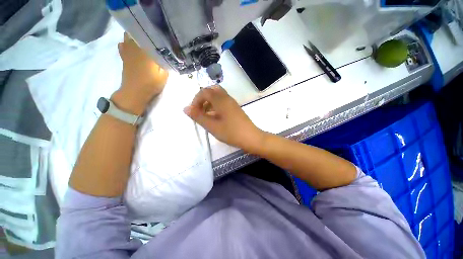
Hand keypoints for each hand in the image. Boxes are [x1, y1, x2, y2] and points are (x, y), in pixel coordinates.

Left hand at [113, 33, 168, 114]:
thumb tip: (168, 54)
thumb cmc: (151, 84)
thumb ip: (166, 63)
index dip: (159, 36)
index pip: (152, 37)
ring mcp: (127, 51)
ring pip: (129, 36)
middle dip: (147, 33)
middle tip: (155, 39)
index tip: (165, 37)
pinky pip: (123, 44)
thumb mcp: (164, 75)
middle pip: (139, 33)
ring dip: (137, 37)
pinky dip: (128, 43)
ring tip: (145, 41)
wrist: (135, 91)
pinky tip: (133, 47)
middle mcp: (136, 47)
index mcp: (147, 51)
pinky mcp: (124, 56)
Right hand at [184, 86, 264, 152]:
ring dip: (209, 102)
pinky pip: (223, 102)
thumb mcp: (212, 126)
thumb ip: (198, 117)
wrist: (251, 137)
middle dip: (203, 99)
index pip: (204, 92)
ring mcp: (232, 103)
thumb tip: (185, 108)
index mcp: (221, 100)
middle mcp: (227, 98)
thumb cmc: (231, 132)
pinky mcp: (235, 108)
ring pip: (218, 96)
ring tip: (206, 115)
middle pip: (212, 91)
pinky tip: (215, 117)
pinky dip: (216, 105)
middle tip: (199, 110)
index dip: (196, 100)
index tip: (193, 111)